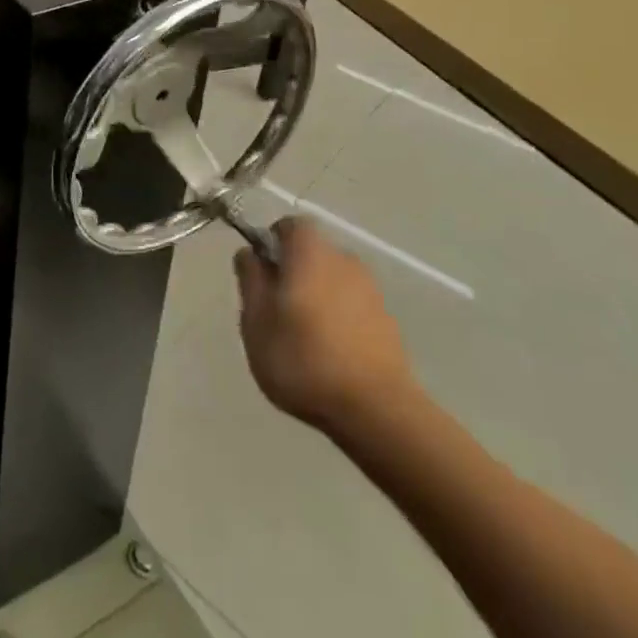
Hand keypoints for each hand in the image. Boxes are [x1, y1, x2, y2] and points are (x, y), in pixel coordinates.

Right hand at [234, 218, 416, 436]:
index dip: (271, 243)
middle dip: (292, 272)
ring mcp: (371, 292)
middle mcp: (344, 261)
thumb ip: (250, 279)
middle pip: (311, 253)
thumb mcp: (255, 319)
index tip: (261, 274)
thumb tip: (250, 253)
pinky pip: (353, 306)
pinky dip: (339, 319)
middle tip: (275, 309)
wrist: (377, 412)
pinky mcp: (388, 323)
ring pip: (332, 281)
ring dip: (316, 297)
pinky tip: (330, 354)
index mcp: (310, 252)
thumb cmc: (303, 358)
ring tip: (303, 337)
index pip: (290, 226)